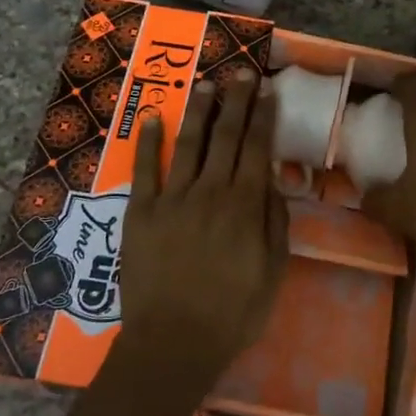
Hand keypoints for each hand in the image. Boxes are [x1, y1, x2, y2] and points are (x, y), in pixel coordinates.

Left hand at [60, 70, 287, 415]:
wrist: (174, 343)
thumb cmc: (233, 313)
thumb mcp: (273, 272)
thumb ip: (275, 222)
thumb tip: (273, 180)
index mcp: (245, 206)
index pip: (257, 148)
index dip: (263, 116)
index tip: (267, 90)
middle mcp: (210, 192)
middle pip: (225, 136)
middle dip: (236, 101)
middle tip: (241, 73)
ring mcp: (172, 199)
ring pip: (188, 144)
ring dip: (198, 111)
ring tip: (206, 85)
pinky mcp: (140, 212)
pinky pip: (145, 170)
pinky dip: (148, 142)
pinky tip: (151, 119)